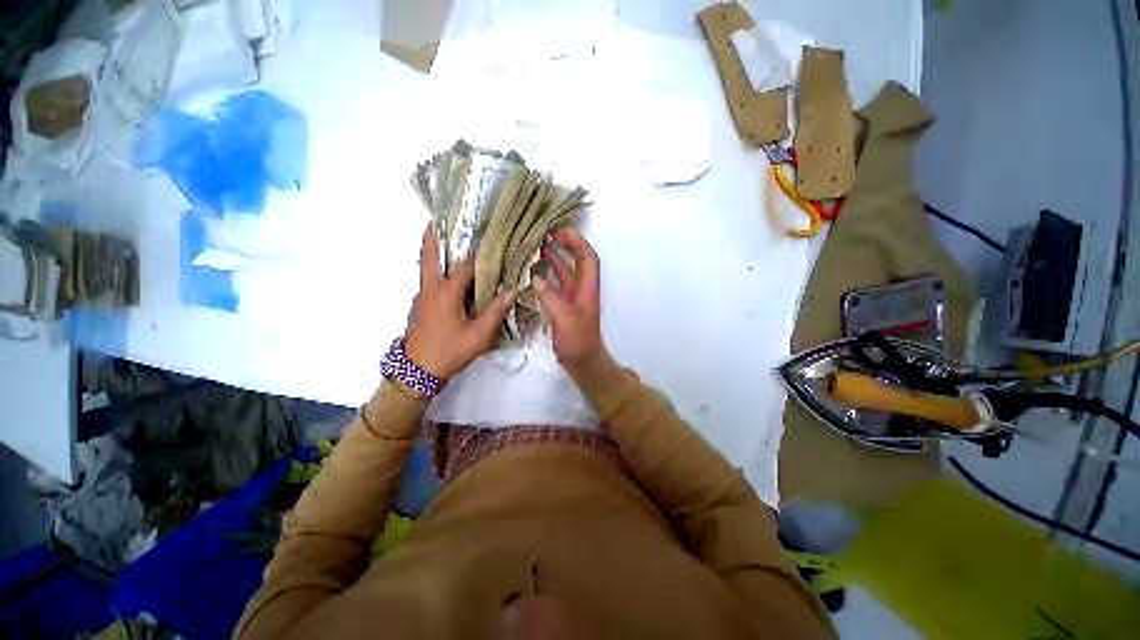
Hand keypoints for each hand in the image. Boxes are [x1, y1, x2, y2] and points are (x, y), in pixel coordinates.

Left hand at [405, 223, 516, 379]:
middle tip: (436, 219)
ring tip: (443, 238)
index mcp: (446, 294)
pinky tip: (448, 274)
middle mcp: (430, 289)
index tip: (489, 243)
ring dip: (431, 251)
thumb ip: (496, 311)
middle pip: (428, 256)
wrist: (417, 371)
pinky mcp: (419, 305)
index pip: (464, 267)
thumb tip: (512, 291)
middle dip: (431, 236)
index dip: (478, 256)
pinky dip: (434, 268)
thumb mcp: (479, 335)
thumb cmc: (450, 351)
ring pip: (424, 267)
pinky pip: (427, 280)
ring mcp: (421, 296)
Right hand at [534, 227, 604, 365]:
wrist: (583, 362)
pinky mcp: (564, 306)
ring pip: (564, 272)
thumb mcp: (565, 319)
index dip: (577, 242)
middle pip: (576, 261)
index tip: (561, 231)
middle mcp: (581, 289)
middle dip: (564, 246)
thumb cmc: (578, 341)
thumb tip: (536, 277)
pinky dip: (546, 276)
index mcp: (588, 288)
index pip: (588, 257)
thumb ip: (551, 297)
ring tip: (536, 247)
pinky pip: (555, 285)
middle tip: (544, 235)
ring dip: (553, 259)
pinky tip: (533, 272)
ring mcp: (572, 297)